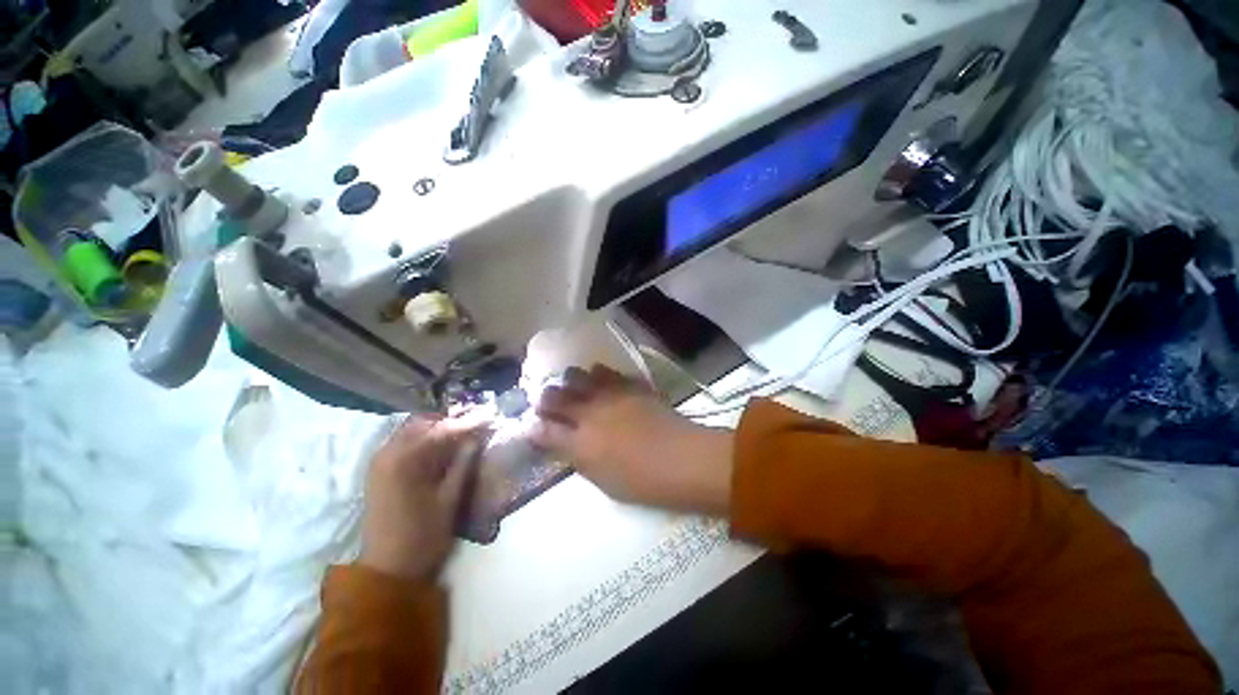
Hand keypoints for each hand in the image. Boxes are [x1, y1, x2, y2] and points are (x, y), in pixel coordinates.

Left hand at [359, 414, 488, 581]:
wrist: (387, 570)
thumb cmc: (423, 536)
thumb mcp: (450, 499)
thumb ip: (463, 463)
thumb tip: (477, 437)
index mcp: (405, 460)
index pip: (443, 430)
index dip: (470, 422)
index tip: (490, 416)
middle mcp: (388, 453)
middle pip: (424, 423)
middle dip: (452, 420)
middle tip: (477, 422)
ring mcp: (380, 462)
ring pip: (412, 430)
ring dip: (438, 428)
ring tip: (463, 433)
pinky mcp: (378, 472)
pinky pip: (403, 443)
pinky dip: (424, 439)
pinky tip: (442, 447)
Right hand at [531, 365, 733, 514]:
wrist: (682, 459)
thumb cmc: (643, 482)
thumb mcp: (603, 481)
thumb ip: (580, 459)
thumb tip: (566, 445)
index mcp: (579, 443)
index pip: (543, 430)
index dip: (533, 427)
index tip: (531, 425)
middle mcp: (588, 413)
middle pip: (554, 396)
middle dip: (545, 398)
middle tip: (547, 402)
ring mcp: (610, 395)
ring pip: (577, 375)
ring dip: (570, 381)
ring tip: (574, 387)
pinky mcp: (629, 385)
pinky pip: (606, 372)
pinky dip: (598, 375)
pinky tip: (600, 380)